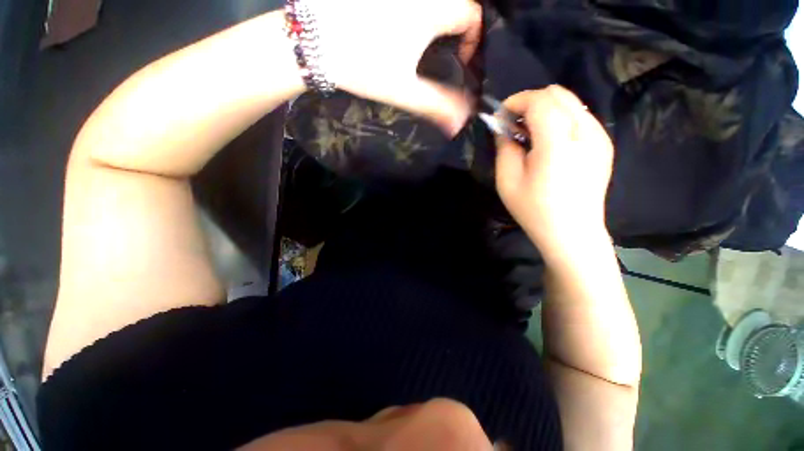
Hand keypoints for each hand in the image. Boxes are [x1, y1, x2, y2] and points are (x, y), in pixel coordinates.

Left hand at [313, 0, 480, 133]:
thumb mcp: (404, 90)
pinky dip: (412, 15)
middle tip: (444, 54)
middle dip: (455, 29)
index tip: (459, 60)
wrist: (313, 44)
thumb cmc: (363, 66)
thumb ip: (437, 106)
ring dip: (434, 22)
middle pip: (452, 5)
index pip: (472, 14)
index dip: (473, 39)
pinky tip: (397, 32)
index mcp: (431, 9)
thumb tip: (460, 124)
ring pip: (429, 4)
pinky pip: (406, 4)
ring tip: (422, 46)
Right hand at [494, 86, 614, 253]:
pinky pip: (580, 117)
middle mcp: (585, 132)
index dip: (516, 101)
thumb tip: (504, 127)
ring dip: (545, 111)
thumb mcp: (507, 180)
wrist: (572, 233)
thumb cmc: (534, 210)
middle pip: (558, 94)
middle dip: (530, 103)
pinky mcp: (604, 145)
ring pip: (570, 103)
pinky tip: (549, 143)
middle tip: (514, 126)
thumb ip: (505, 147)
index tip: (501, 116)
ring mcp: (600, 137)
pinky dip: (560, 120)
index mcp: (558, 142)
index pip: (540, 100)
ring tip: (530, 135)